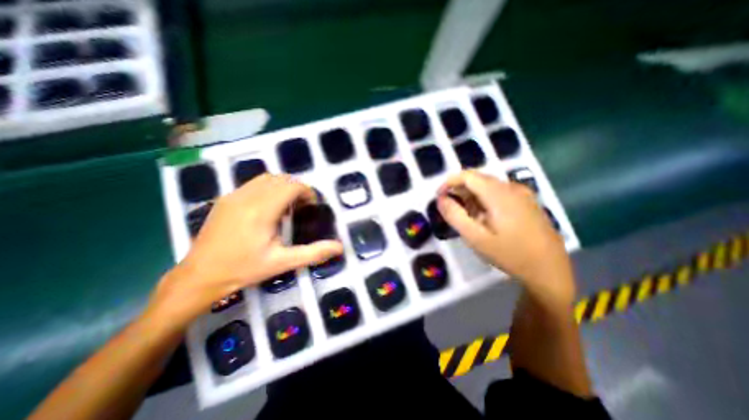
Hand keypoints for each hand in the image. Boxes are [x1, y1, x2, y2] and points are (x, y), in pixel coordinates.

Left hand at [147, 172, 344, 325]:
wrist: (199, 276)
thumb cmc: (244, 269)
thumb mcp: (282, 262)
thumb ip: (313, 252)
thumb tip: (339, 247)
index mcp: (262, 211)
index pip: (291, 186)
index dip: (307, 192)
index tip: (311, 206)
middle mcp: (247, 197)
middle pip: (281, 178)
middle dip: (297, 188)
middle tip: (302, 207)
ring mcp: (234, 196)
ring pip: (266, 178)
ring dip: (283, 186)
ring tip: (287, 206)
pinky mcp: (226, 199)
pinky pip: (253, 184)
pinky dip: (268, 188)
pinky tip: (268, 208)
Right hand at [440, 170, 574, 308]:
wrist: (550, 270)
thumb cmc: (510, 254)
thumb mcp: (476, 238)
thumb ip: (455, 216)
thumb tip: (440, 199)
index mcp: (499, 194)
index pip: (468, 175)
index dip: (449, 182)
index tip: (439, 196)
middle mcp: (511, 187)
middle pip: (478, 179)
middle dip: (460, 190)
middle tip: (451, 210)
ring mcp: (522, 194)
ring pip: (488, 186)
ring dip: (472, 196)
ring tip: (467, 217)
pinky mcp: (527, 202)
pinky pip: (499, 193)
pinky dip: (485, 200)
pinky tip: (485, 218)